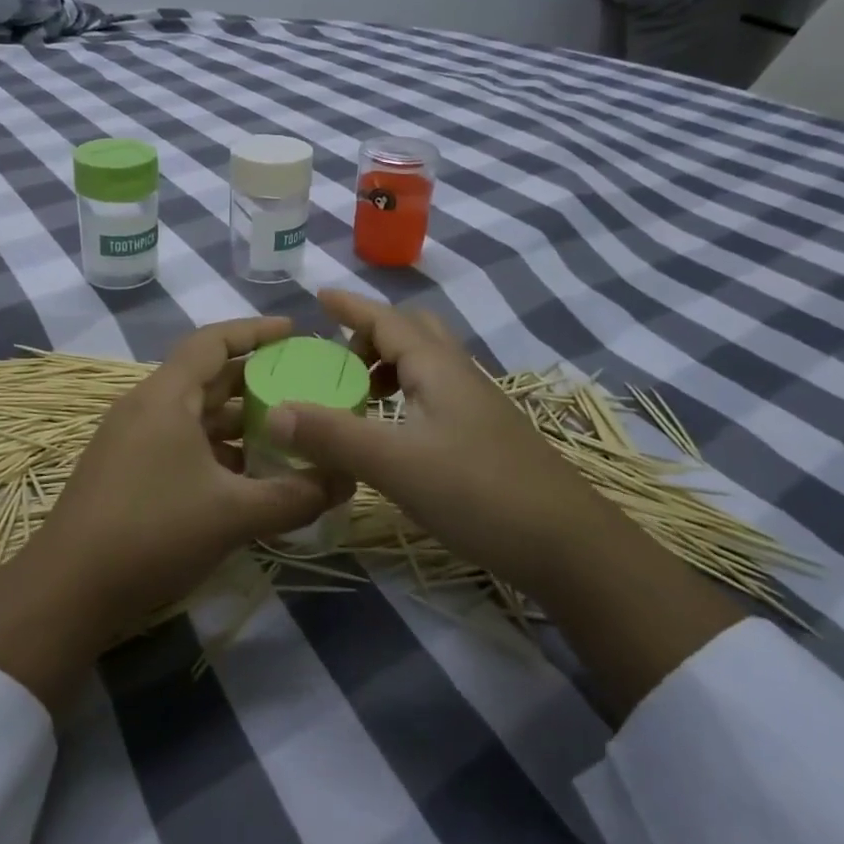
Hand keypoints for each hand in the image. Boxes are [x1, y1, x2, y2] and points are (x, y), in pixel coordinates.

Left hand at [0, 317, 346, 714]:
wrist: (67, 591)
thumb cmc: (152, 534)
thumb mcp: (233, 514)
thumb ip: (296, 495)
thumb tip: (347, 480)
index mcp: (165, 397)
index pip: (213, 341)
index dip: (255, 330)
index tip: (295, 331)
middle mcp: (146, 407)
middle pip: (207, 377)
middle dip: (255, 379)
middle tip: (303, 386)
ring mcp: (132, 441)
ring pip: (195, 416)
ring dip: (238, 422)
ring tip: (286, 433)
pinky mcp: (128, 472)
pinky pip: (182, 445)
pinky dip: (217, 451)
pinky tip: (248, 478)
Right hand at [272, 289, 744, 723]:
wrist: (571, 547)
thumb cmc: (479, 493)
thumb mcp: (395, 465)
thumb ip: (331, 436)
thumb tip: (272, 412)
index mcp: (437, 366)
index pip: (387, 318)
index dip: (351, 306)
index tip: (318, 296)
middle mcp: (460, 374)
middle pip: (412, 331)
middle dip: (371, 334)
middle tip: (337, 360)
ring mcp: (479, 405)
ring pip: (427, 363)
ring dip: (389, 365)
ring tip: (359, 396)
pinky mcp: (487, 435)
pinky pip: (437, 393)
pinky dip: (407, 394)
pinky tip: (396, 432)